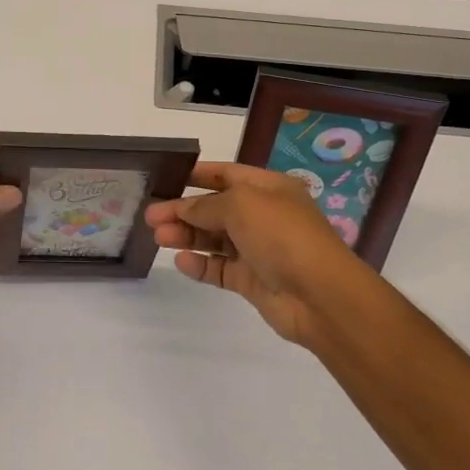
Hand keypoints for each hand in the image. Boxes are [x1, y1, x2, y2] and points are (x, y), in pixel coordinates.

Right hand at [145, 162, 377, 346]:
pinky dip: (200, 264)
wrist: (319, 295)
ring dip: (186, 236)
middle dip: (184, 210)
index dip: (198, 175)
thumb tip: (181, 208)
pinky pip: (220, 268)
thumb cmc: (282, 235)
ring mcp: (258, 249)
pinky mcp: (252, 280)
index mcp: (269, 188)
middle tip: (150, 216)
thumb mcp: (241, 205)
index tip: (167, 178)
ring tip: (158, 238)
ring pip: (214, 239)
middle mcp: (264, 216)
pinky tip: (181, 261)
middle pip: (216, 208)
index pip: (227, 174)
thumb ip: (205, 205)